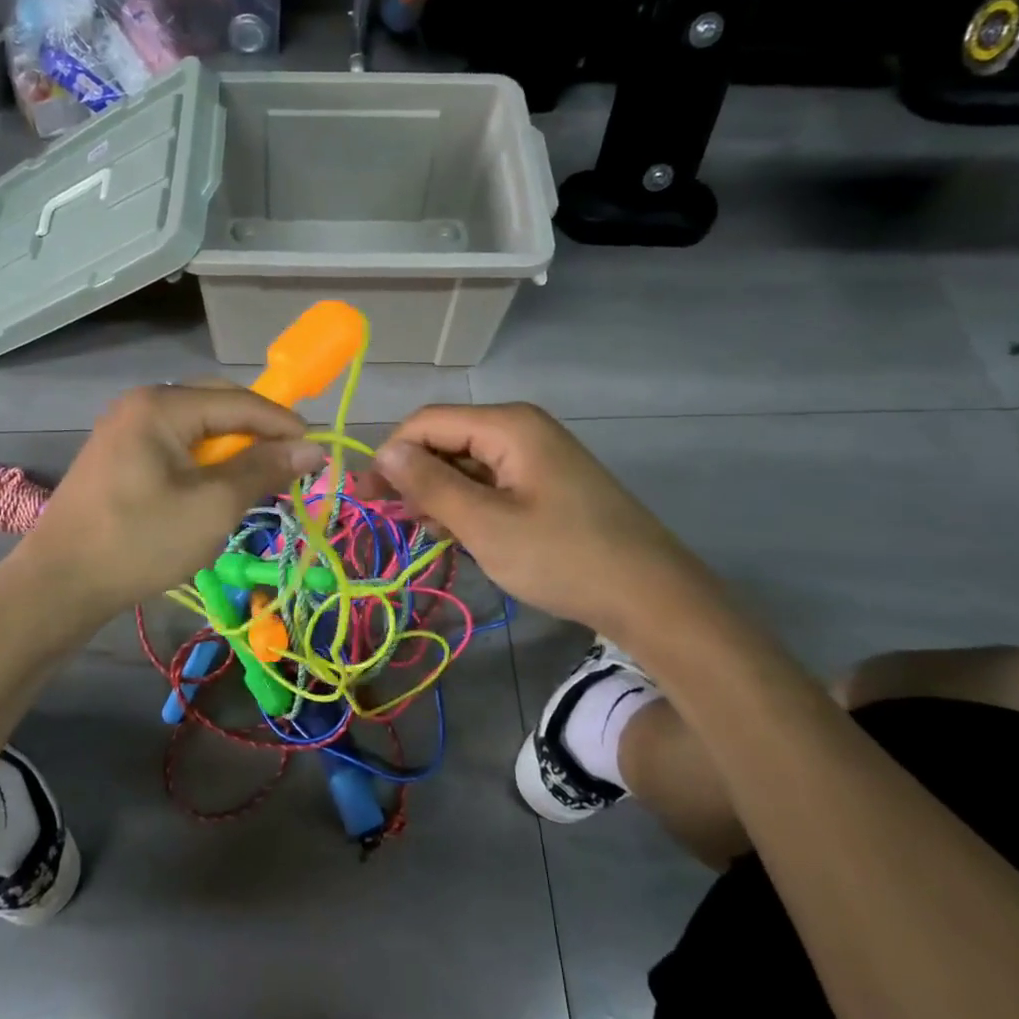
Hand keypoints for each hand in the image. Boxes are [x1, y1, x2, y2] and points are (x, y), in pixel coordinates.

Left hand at [14, 384, 324, 618]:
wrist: (59, 584)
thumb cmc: (140, 541)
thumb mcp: (213, 506)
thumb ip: (264, 469)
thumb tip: (312, 448)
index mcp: (162, 405)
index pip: (240, 401)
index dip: (283, 424)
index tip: (318, 452)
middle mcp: (142, 403)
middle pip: (217, 405)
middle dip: (258, 433)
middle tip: (289, 465)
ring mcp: (125, 428)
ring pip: (197, 428)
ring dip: (232, 450)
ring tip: (257, 481)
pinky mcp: (118, 456)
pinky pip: (176, 446)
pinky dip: (204, 463)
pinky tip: (215, 489)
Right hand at [373, 402, 707, 634]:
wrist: (651, 596)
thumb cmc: (563, 557)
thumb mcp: (486, 525)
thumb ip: (430, 484)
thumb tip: (384, 451)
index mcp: (508, 425)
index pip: (426, 422)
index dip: (391, 455)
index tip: (366, 498)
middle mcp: (521, 429)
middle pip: (446, 439)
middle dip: (415, 476)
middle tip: (393, 522)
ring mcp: (537, 456)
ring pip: (467, 463)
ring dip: (439, 494)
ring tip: (424, 533)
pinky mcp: (547, 483)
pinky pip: (491, 482)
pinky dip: (468, 504)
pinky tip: (458, 535)